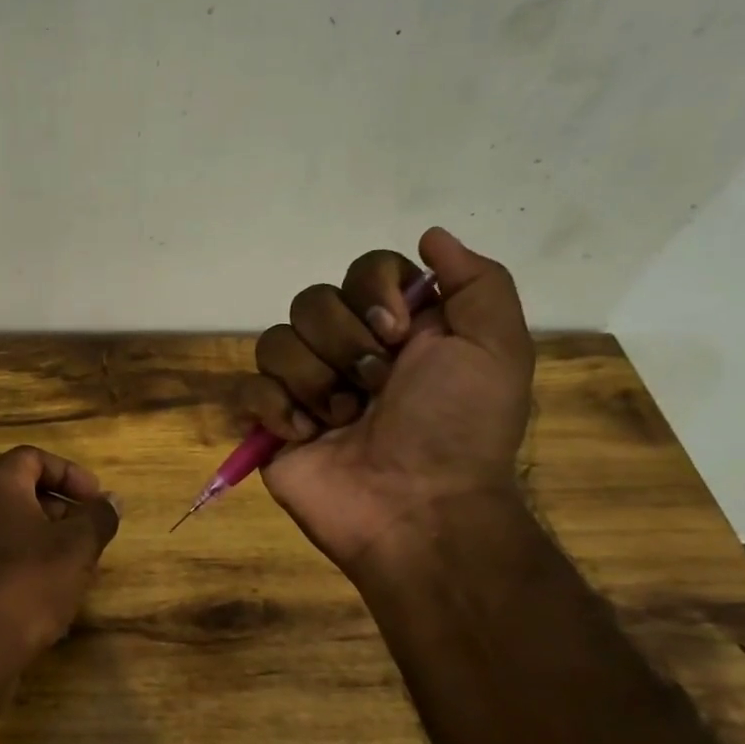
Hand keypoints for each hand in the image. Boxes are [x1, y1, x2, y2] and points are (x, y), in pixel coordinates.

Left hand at [0, 445, 122, 684]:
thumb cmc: (27, 584)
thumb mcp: (77, 548)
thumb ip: (98, 518)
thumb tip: (111, 500)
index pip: (32, 457)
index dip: (69, 472)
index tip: (95, 499)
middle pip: (20, 491)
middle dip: (61, 509)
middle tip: (89, 533)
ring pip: (10, 528)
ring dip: (46, 540)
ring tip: (77, 568)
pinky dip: (26, 564)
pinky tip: (50, 596)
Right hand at [237, 227, 532, 573]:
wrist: (418, 508)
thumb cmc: (459, 427)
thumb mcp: (496, 348)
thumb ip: (477, 281)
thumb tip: (430, 235)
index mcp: (398, 328)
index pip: (363, 270)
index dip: (373, 292)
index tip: (397, 331)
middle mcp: (348, 349)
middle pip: (311, 301)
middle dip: (344, 344)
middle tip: (375, 387)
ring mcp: (306, 386)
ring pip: (275, 341)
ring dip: (315, 381)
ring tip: (343, 420)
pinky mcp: (272, 422)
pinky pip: (249, 387)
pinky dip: (276, 408)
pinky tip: (306, 436)